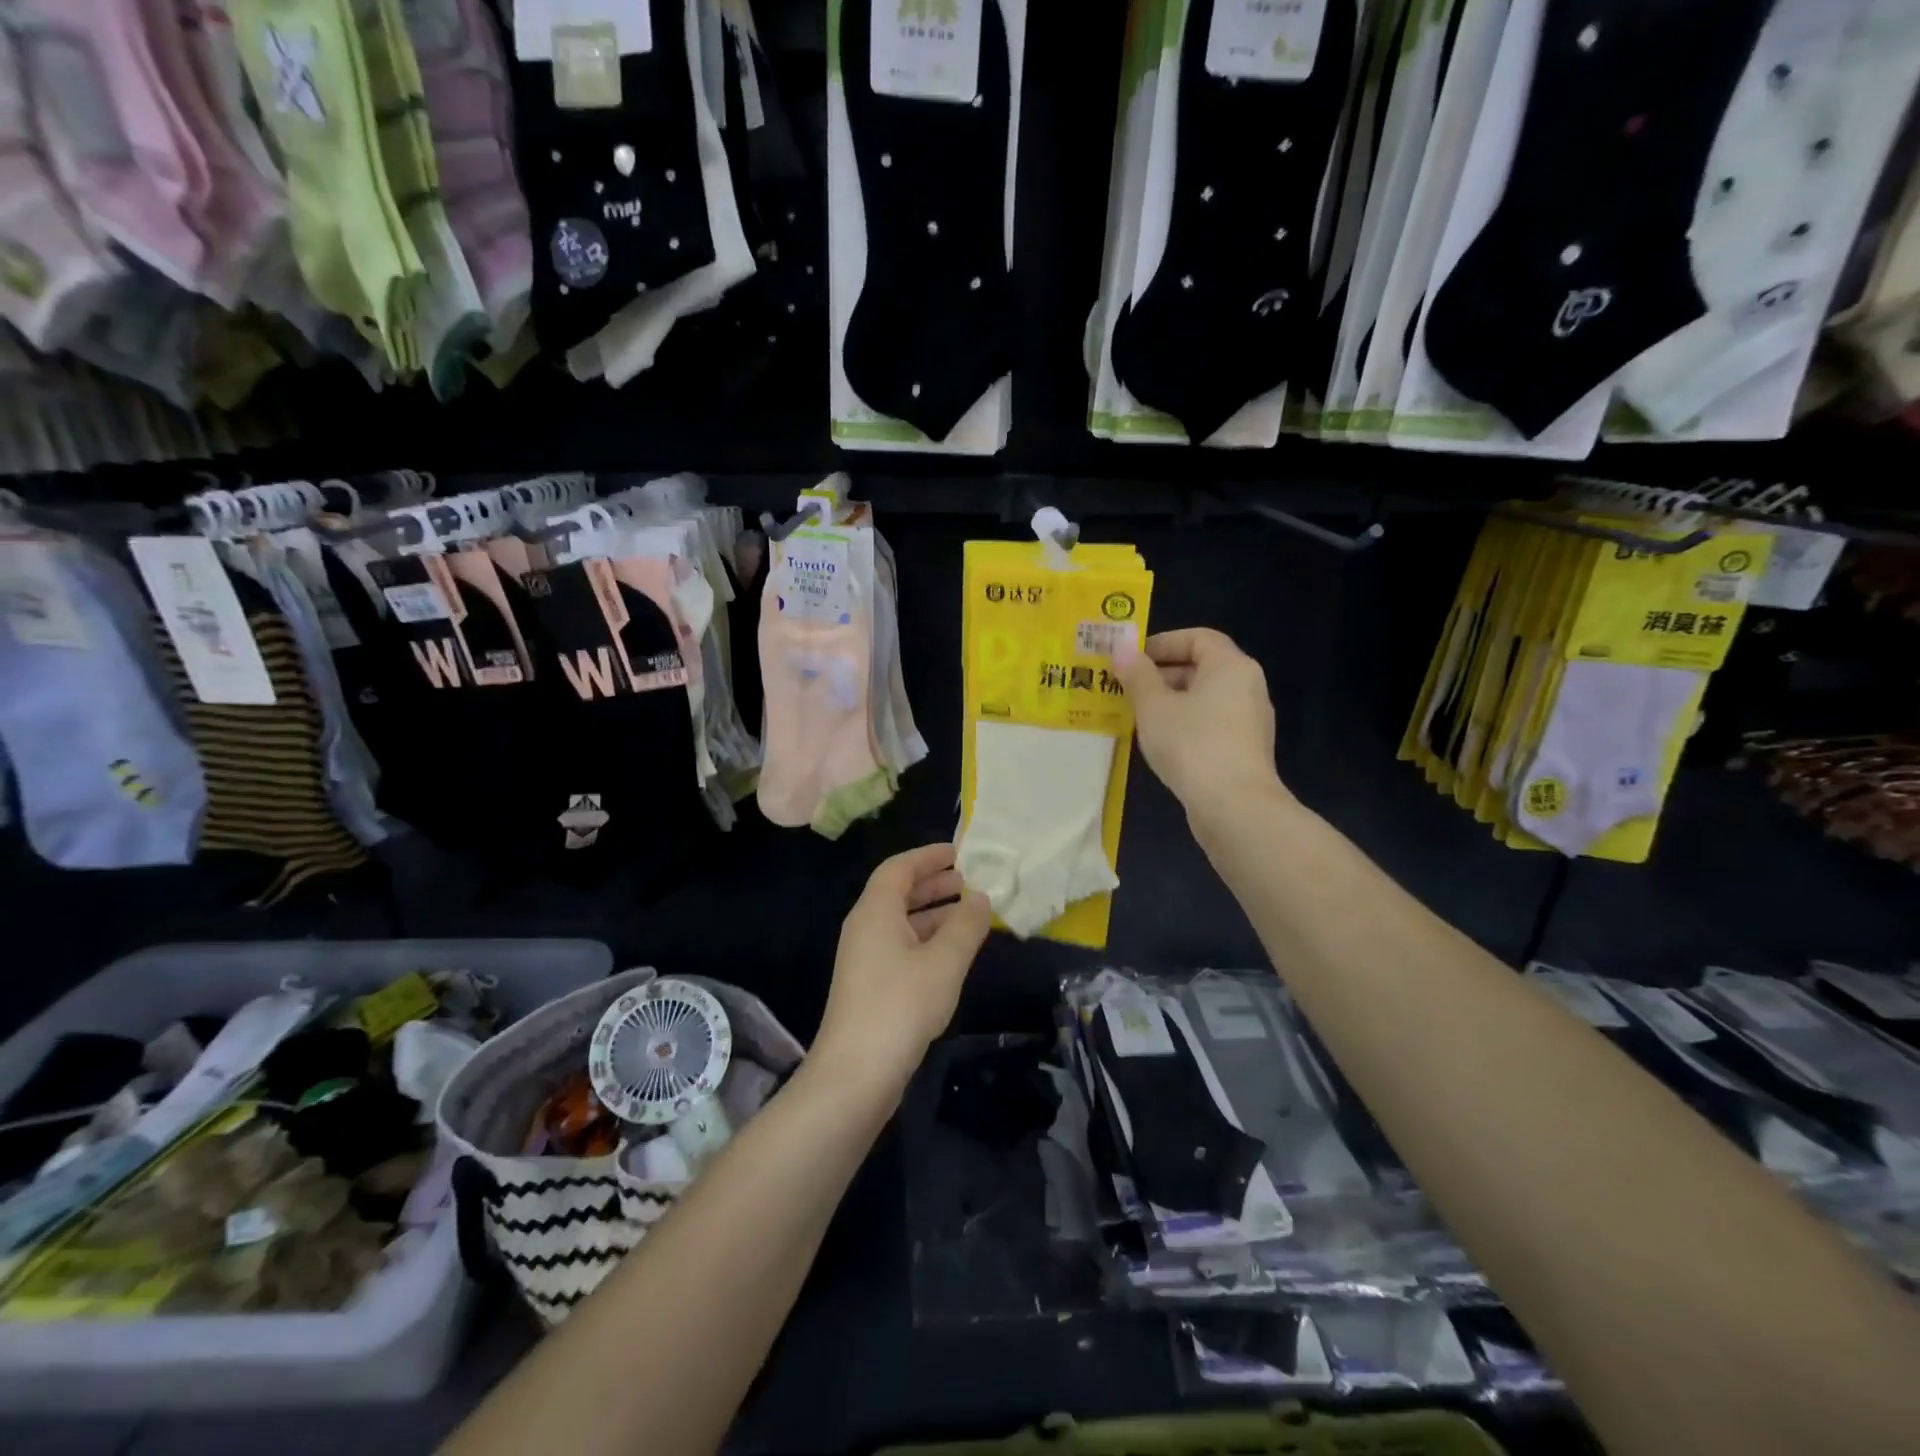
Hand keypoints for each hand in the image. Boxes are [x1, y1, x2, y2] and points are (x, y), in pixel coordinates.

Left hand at [814, 844, 992, 1090]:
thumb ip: (966, 925)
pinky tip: (953, 953)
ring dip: (934, 913)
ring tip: (970, 914)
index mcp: (875, 911)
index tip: (958, 852)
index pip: (899, 868)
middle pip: (898, 893)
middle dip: (933, 884)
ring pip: (901, 922)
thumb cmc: (901, 1005)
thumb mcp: (944, 961)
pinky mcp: (870, 985)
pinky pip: (901, 946)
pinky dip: (927, 939)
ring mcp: (865, 958)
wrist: (856, 1073)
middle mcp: (865, 927)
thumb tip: (979, 897)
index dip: (928, 856)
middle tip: (969, 881)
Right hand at [1112, 628, 1281, 817]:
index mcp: (1231, 666)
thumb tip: (1122, 649)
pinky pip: (1211, 724)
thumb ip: (1137, 675)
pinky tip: (1161, 743)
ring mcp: (1250, 721)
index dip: (1163, 642)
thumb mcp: (1154, 706)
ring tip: (1137, 716)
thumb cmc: (1192, 744)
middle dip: (1162, 674)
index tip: (1132, 659)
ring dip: (1171, 701)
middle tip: (1127, 688)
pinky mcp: (1245, 750)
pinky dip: (1185, 724)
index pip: (1198, 637)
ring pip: (1205, 698)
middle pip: (1202, 667)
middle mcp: (1248, 686)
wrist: (1234, 806)